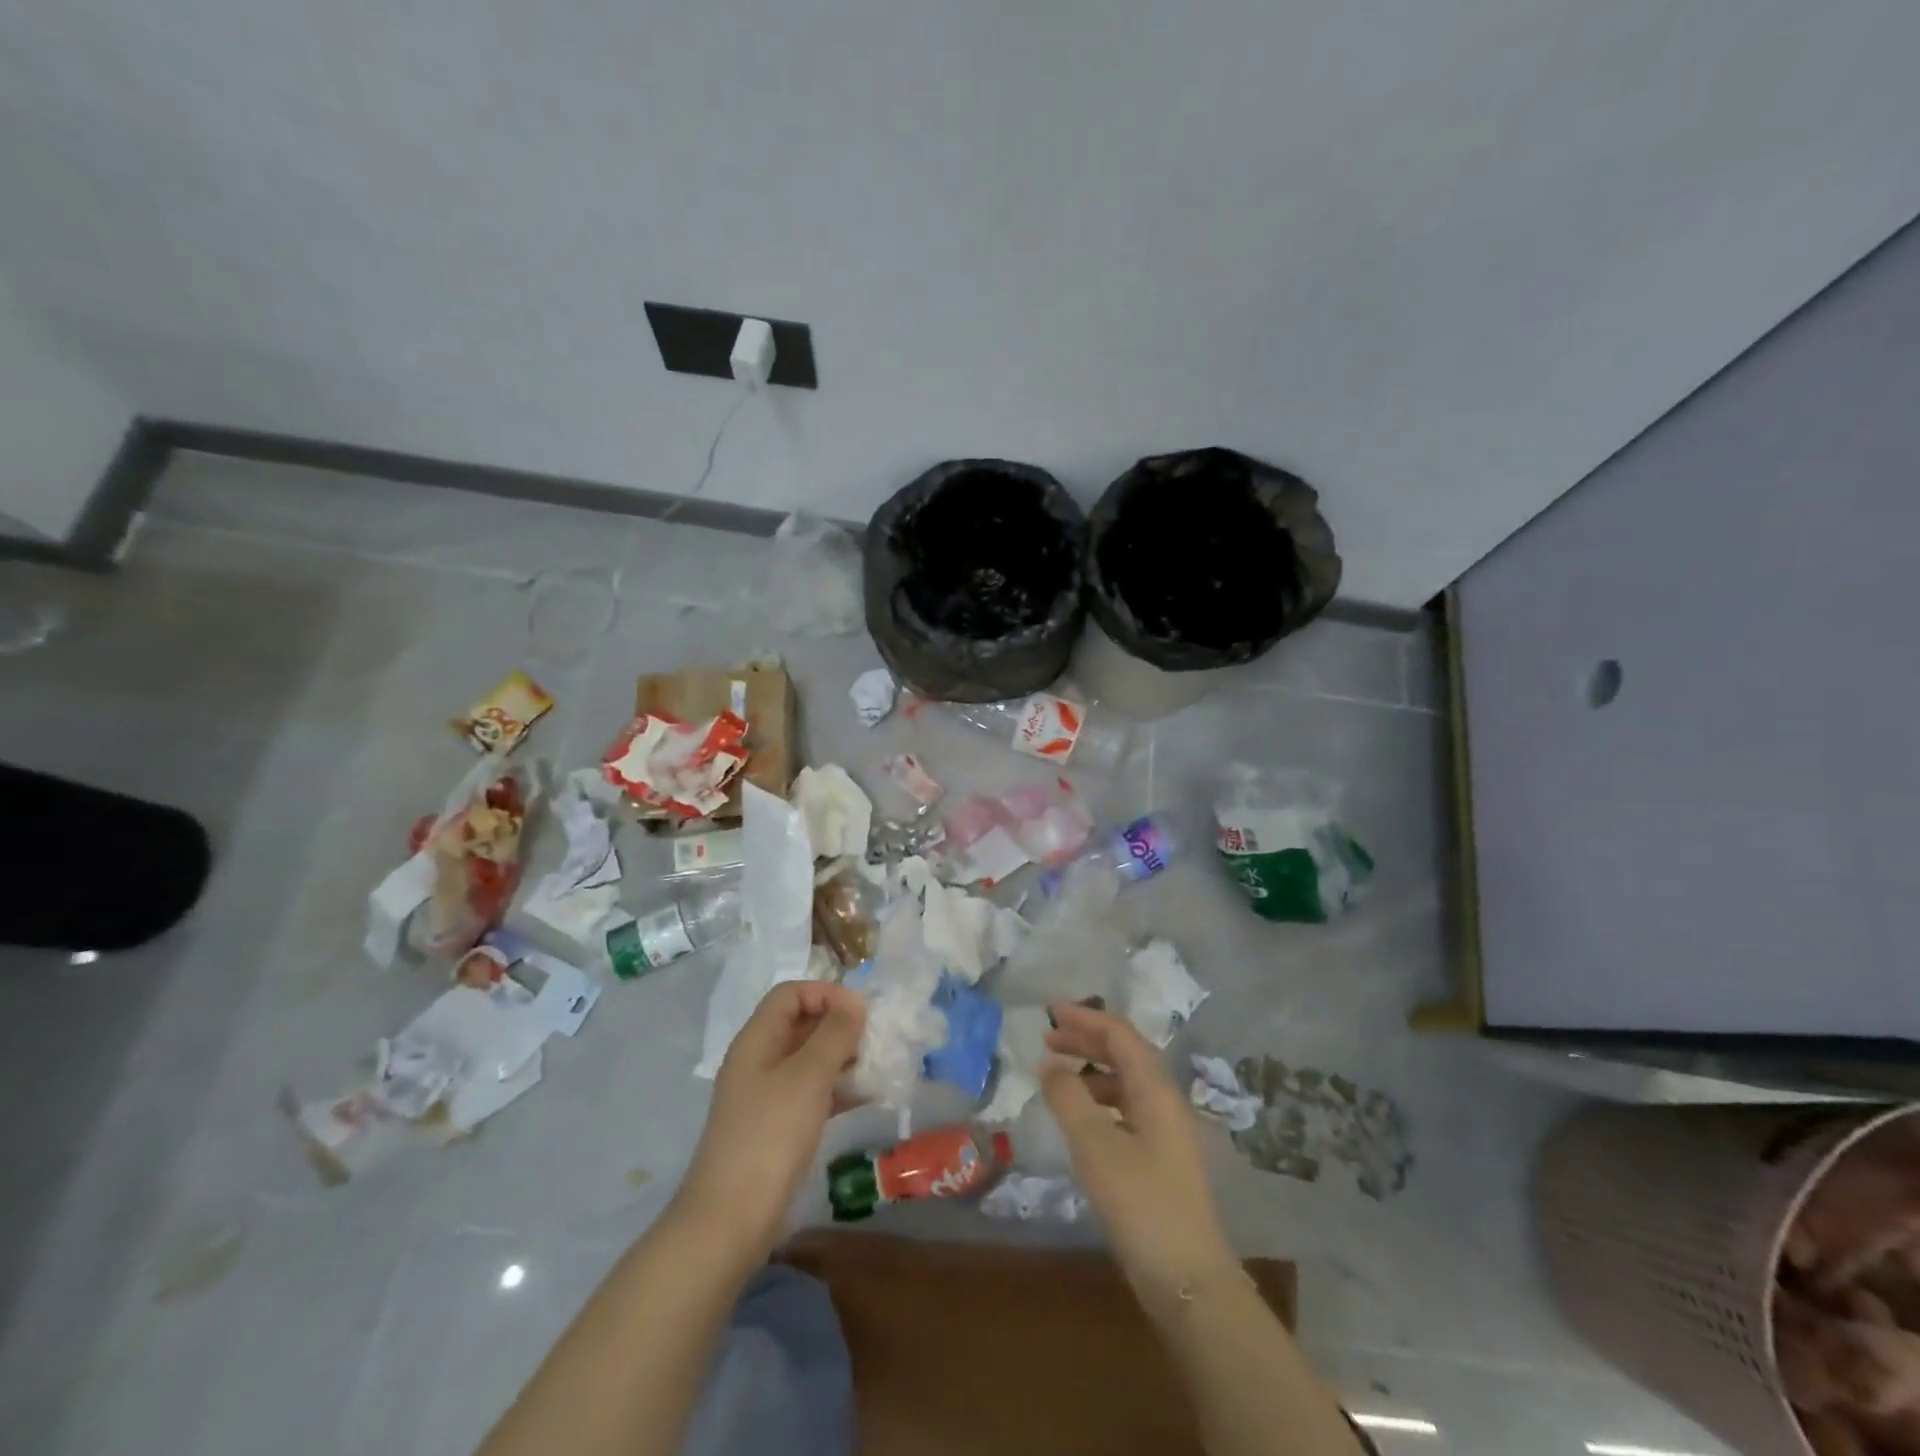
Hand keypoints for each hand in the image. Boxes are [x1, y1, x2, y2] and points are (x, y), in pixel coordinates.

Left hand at [674, 981, 865, 1260]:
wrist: (729, 1220)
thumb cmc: (770, 1136)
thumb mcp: (808, 1077)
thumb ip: (834, 1034)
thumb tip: (854, 1002)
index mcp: (757, 1039)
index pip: (791, 993)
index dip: (826, 993)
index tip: (860, 1013)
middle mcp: (759, 1060)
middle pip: (801, 1023)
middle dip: (839, 1025)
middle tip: (876, 1039)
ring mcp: (766, 1095)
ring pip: (809, 1059)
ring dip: (843, 1057)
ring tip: (878, 1066)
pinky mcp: (777, 1126)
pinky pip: (811, 1092)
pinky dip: (838, 1088)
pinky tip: (867, 1096)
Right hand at [1041, 1001, 1236, 1300]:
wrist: (1190, 1281)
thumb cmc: (1141, 1204)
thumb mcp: (1095, 1146)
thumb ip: (1069, 1098)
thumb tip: (1050, 1063)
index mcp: (1156, 1089)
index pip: (1120, 1035)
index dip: (1086, 1019)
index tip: (1051, 1013)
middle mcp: (1166, 1102)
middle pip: (1126, 1054)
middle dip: (1087, 1041)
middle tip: (1048, 1040)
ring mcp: (1167, 1132)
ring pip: (1127, 1083)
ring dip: (1092, 1072)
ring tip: (1058, 1079)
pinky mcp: (1162, 1160)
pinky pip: (1127, 1111)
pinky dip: (1100, 1102)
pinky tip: (1081, 1121)